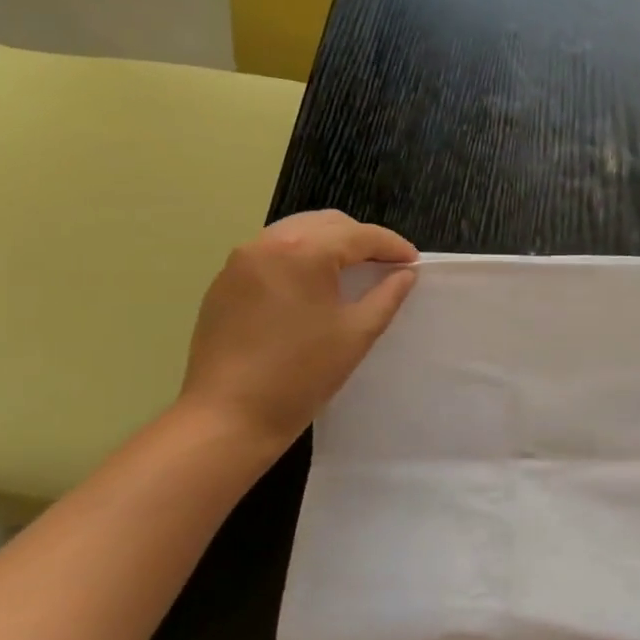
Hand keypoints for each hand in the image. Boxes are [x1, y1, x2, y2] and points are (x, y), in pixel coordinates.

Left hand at [179, 210, 417, 449]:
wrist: (231, 415)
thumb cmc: (303, 374)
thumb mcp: (357, 333)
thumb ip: (387, 295)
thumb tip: (405, 273)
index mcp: (303, 252)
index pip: (359, 235)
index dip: (392, 246)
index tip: (414, 262)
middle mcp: (267, 243)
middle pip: (326, 224)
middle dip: (361, 240)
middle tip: (386, 266)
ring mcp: (240, 261)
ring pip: (296, 234)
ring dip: (328, 246)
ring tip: (351, 274)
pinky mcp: (225, 283)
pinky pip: (271, 254)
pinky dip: (299, 260)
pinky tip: (312, 289)